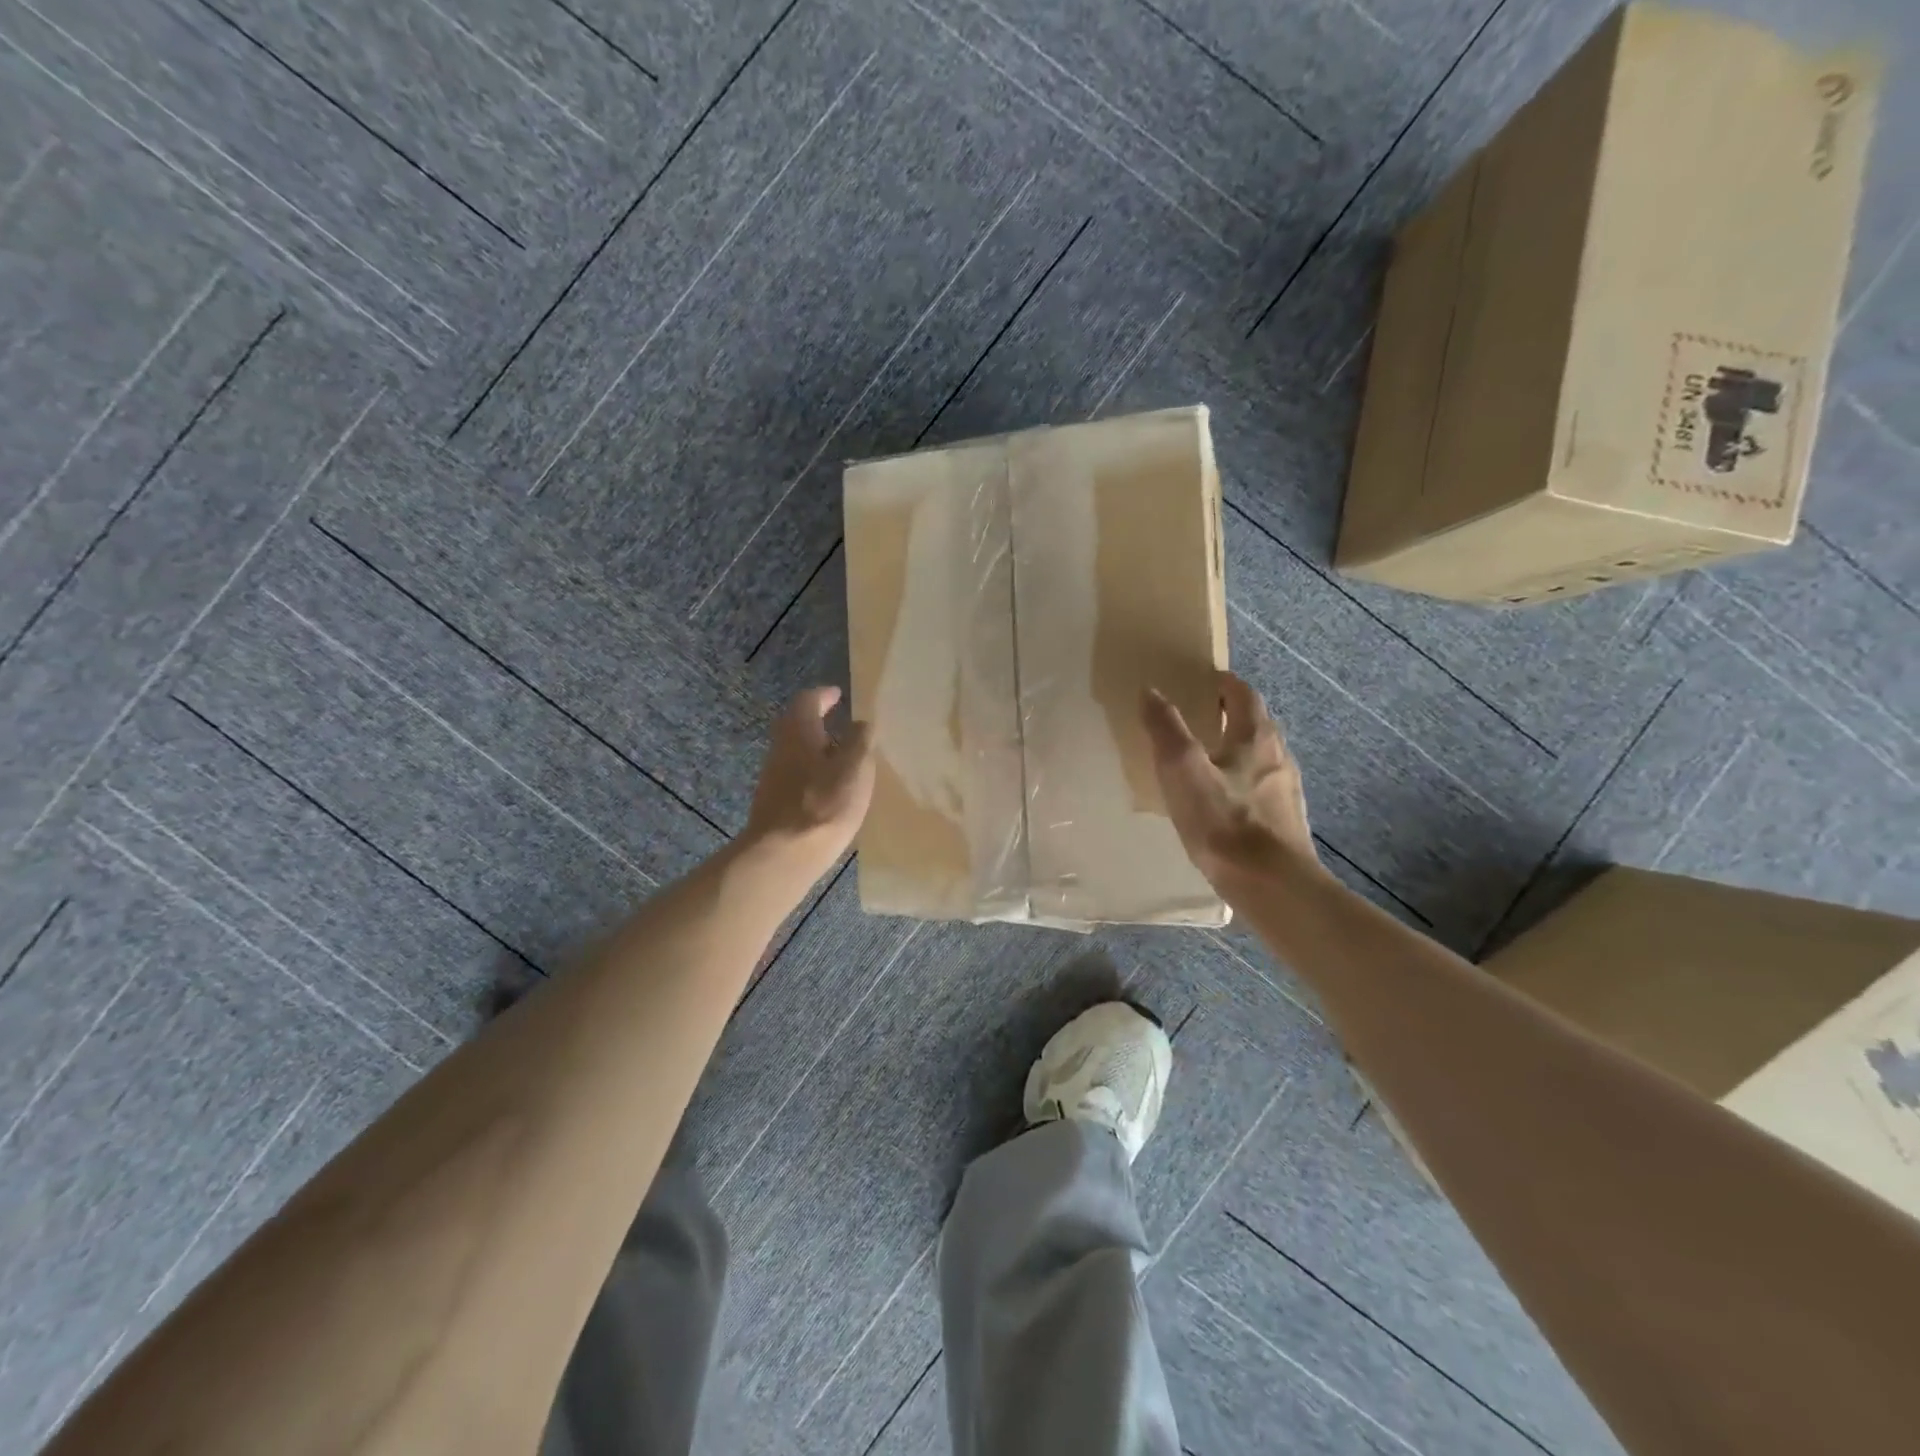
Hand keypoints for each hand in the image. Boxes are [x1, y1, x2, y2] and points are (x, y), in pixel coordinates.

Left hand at [742, 687, 874, 875]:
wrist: (784, 854)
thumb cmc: (824, 803)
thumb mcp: (855, 767)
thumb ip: (860, 740)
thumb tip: (861, 723)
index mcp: (799, 731)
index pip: (808, 700)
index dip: (824, 695)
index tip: (838, 695)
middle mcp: (781, 748)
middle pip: (798, 726)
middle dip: (820, 723)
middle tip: (845, 727)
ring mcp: (774, 777)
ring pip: (797, 752)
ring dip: (818, 751)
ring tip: (846, 761)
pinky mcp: (775, 803)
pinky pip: (797, 777)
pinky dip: (814, 774)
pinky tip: (832, 791)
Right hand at [1141, 672, 1319, 886]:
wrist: (1272, 886)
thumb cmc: (1224, 822)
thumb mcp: (1182, 770)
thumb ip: (1166, 728)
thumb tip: (1151, 690)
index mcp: (1256, 737)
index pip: (1243, 695)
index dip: (1224, 683)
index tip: (1203, 679)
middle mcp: (1279, 756)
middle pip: (1256, 724)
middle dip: (1230, 715)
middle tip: (1200, 716)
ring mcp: (1286, 791)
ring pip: (1260, 757)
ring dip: (1236, 749)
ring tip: (1206, 759)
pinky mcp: (1285, 822)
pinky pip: (1261, 787)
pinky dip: (1241, 781)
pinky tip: (1223, 803)